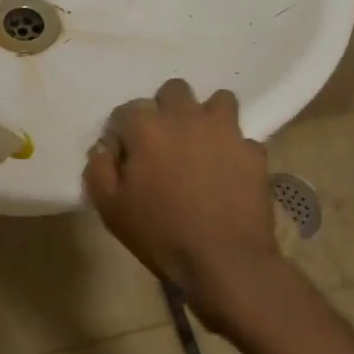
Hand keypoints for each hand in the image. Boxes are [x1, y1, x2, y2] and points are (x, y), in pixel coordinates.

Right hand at [83, 79, 278, 312]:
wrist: (224, 262)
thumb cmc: (161, 234)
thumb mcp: (111, 208)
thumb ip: (99, 168)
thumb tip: (105, 147)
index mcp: (147, 127)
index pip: (127, 111)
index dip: (123, 133)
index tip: (125, 157)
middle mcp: (186, 117)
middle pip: (173, 91)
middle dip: (166, 110)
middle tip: (165, 143)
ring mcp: (225, 131)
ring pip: (218, 101)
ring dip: (208, 117)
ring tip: (203, 145)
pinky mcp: (253, 151)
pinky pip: (243, 139)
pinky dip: (235, 151)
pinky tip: (229, 173)